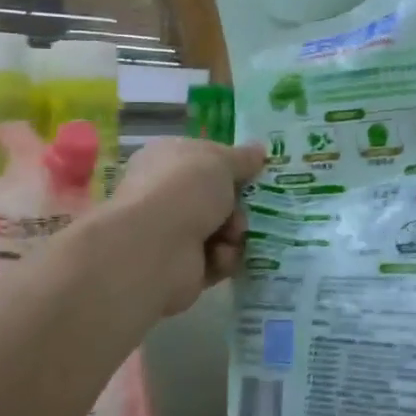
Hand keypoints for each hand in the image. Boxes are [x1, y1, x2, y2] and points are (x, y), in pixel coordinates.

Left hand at [108, 137, 265, 315]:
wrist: (156, 246)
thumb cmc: (185, 189)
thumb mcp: (221, 161)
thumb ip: (243, 158)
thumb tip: (259, 150)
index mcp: (166, 160)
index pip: (201, 159)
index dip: (228, 165)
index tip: (253, 172)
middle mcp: (165, 194)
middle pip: (215, 198)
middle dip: (238, 205)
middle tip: (247, 209)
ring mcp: (171, 232)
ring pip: (220, 230)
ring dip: (235, 233)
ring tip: (233, 235)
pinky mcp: (182, 266)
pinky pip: (216, 260)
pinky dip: (223, 258)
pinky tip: (219, 256)